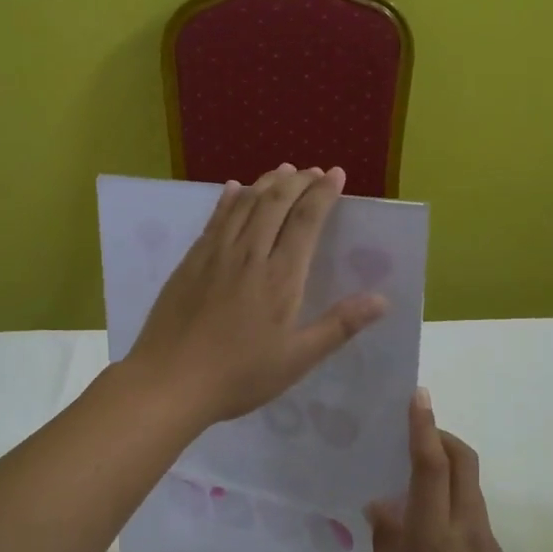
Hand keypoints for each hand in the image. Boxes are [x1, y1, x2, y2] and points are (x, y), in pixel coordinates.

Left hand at [124, 165, 386, 426]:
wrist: (170, 380)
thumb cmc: (239, 375)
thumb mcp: (296, 359)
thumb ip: (338, 326)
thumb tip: (381, 300)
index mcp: (280, 277)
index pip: (306, 221)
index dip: (323, 194)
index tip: (336, 175)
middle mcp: (249, 255)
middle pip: (275, 203)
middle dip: (298, 181)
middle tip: (314, 171)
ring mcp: (215, 255)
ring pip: (244, 204)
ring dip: (266, 183)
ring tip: (283, 171)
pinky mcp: (190, 261)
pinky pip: (214, 219)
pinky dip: (228, 199)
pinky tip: (233, 189)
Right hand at [367, 390, 525, 551]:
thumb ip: (386, 541)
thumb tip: (381, 505)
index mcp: (432, 535)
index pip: (430, 466)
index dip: (424, 428)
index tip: (420, 396)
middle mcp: (466, 529)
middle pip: (463, 463)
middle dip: (443, 437)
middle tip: (417, 434)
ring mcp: (487, 544)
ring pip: (469, 489)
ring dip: (448, 472)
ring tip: (416, 491)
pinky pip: (473, 517)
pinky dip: (453, 506)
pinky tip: (433, 539)